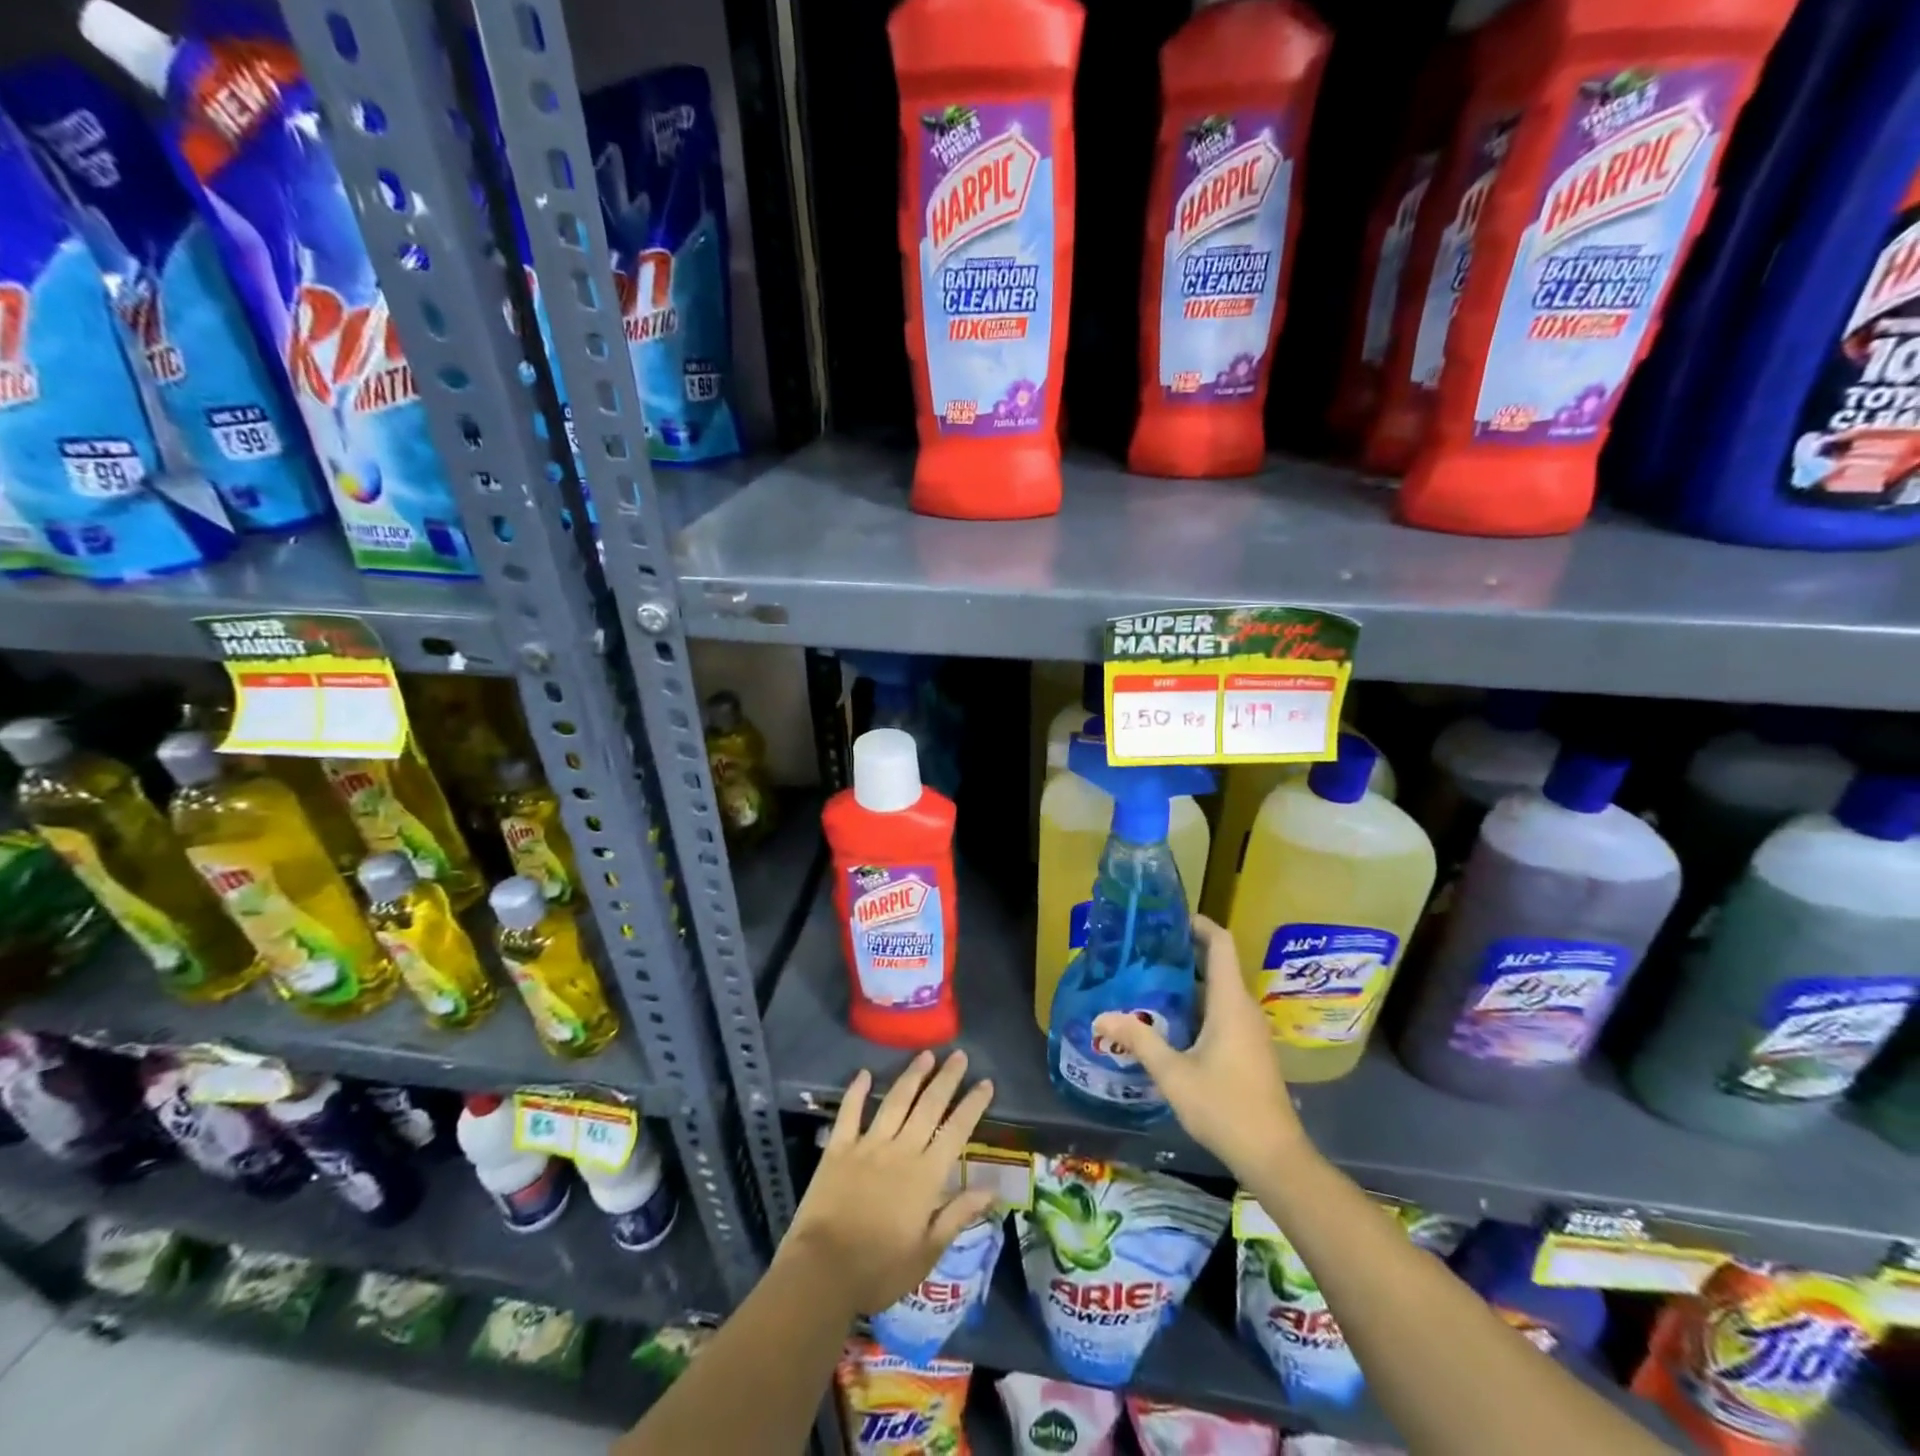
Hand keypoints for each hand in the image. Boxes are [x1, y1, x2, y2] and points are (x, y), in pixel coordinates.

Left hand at [779, 1050, 997, 1316]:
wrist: (823, 1272)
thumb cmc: (879, 1269)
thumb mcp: (927, 1253)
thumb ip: (957, 1215)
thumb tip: (991, 1189)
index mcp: (926, 1175)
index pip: (956, 1131)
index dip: (972, 1105)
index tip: (986, 1082)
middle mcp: (901, 1150)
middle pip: (929, 1106)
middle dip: (947, 1079)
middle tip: (959, 1055)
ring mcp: (868, 1146)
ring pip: (895, 1101)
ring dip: (912, 1076)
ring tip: (926, 1055)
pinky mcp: (838, 1149)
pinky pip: (849, 1113)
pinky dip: (857, 1091)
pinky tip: (864, 1073)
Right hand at [1093, 914, 1309, 1179]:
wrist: (1274, 1157)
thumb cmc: (1225, 1106)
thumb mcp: (1174, 1074)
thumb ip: (1139, 1040)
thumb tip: (1101, 1016)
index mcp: (1230, 1002)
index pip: (1221, 944)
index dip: (1199, 924)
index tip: (1170, 918)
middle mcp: (1244, 1009)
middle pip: (1217, 965)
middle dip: (1183, 954)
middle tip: (1144, 951)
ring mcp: (1250, 1031)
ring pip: (1218, 992)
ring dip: (1188, 984)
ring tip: (1148, 982)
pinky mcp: (1250, 1050)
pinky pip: (1222, 1013)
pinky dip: (1197, 1007)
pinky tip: (1169, 1022)